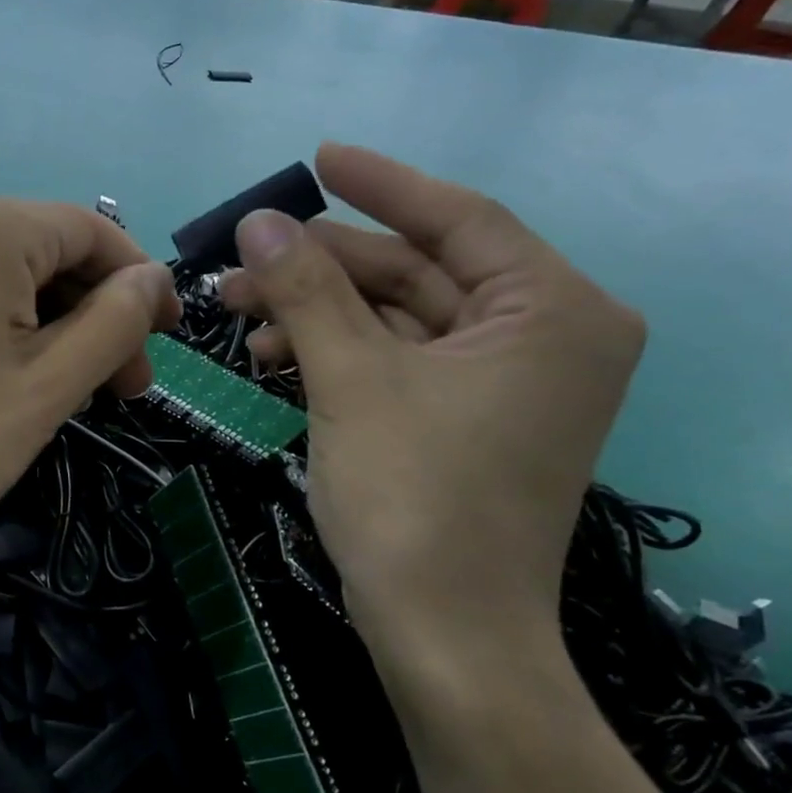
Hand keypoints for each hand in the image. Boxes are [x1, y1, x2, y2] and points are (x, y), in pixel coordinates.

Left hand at [0, 194, 180, 575]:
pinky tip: (17, 378)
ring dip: (55, 326)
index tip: (167, 342)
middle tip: (124, 389)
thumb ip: (116, 321)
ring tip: (75, 393)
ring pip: (7, 276)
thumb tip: (151, 280)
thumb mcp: (50, 384)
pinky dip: (6, 327)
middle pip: (47, 252)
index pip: (91, 231)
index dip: (140, 282)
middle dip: (96, 314)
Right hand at [221, 144, 643, 684]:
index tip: (317, 158)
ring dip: (315, 311)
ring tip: (239, 316)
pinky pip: (392, 359)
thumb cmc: (413, 498)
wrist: (443, 634)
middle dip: (320, 266)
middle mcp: (541, 337)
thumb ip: (306, 290)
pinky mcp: (462, 417)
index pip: (460, 219)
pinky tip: (273, 358)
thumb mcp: (351, 380)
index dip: (380, 185)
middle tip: (239, 263)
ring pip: (393, 317)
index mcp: (552, 312)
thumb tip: (259, 219)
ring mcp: (501, 382)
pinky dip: (334, 351)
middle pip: (414, 271)